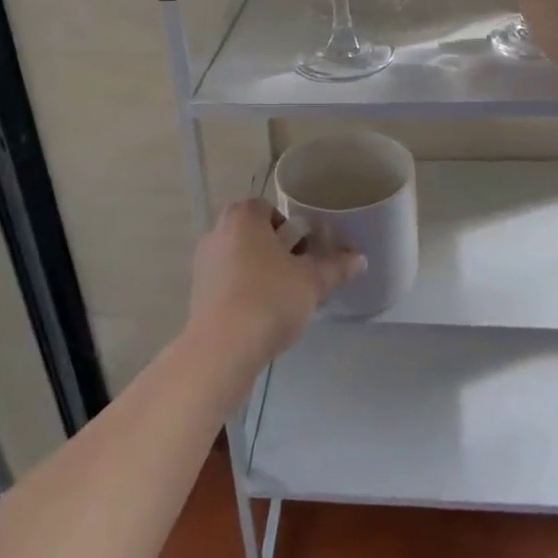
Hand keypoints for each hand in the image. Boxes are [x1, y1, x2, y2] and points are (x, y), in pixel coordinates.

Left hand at [187, 200, 364, 369]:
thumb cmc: (269, 299)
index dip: (290, 228)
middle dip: (277, 251)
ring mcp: (203, 263)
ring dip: (260, 272)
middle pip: (254, 233)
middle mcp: (217, 232)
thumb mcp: (313, 282)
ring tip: (282, 300)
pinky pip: (227, 283)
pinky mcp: (196, 294)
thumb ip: (337, 267)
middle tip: (299, 275)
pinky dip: (243, 292)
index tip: (306, 253)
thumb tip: (360, 259)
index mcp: (242, 217)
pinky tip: (260, 317)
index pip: (268, 208)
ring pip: (239, 259)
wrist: (223, 349)